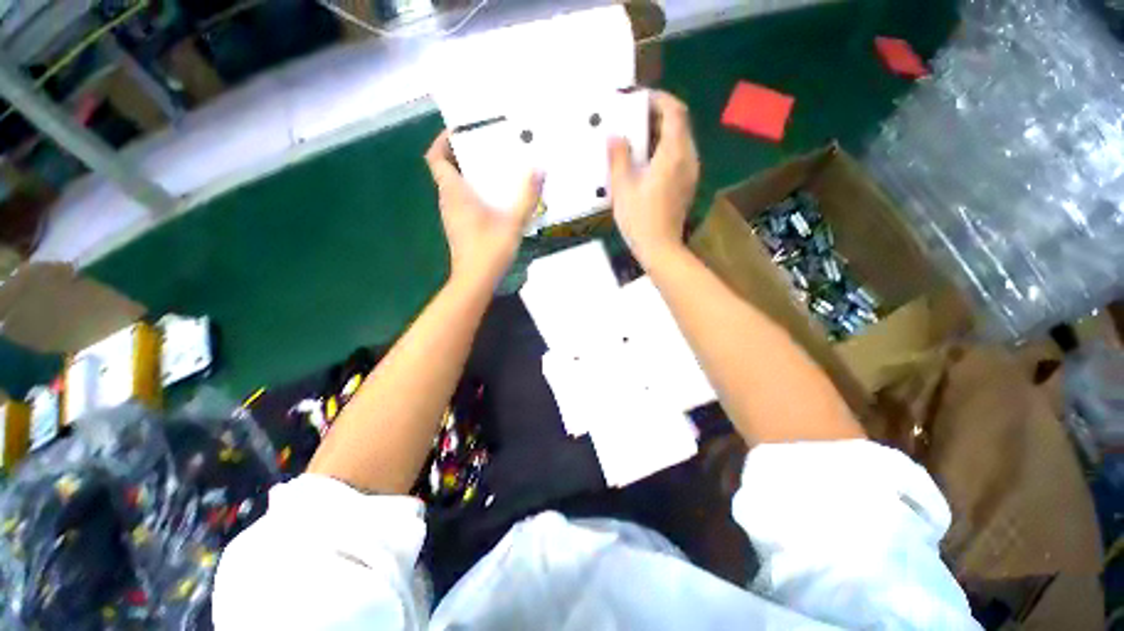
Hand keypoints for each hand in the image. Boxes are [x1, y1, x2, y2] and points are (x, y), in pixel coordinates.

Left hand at [425, 131, 543, 287]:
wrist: (475, 280)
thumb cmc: (490, 249)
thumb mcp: (513, 221)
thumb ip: (526, 196)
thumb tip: (539, 169)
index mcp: (455, 193)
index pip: (436, 158)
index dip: (442, 141)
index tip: (458, 131)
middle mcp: (448, 201)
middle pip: (445, 170)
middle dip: (460, 155)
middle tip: (484, 147)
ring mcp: (451, 216)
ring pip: (452, 186)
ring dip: (466, 174)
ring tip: (491, 169)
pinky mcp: (458, 227)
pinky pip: (460, 201)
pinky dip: (470, 192)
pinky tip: (492, 198)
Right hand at [608, 91, 699, 266]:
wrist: (660, 248)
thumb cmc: (639, 219)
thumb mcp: (622, 187)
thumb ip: (619, 157)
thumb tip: (615, 135)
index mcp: (673, 155)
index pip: (674, 112)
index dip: (659, 99)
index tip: (639, 98)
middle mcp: (687, 158)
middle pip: (679, 124)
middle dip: (657, 114)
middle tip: (633, 118)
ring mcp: (690, 172)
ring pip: (680, 139)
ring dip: (660, 132)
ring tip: (636, 137)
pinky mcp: (687, 183)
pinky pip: (679, 154)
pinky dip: (664, 147)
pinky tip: (646, 159)